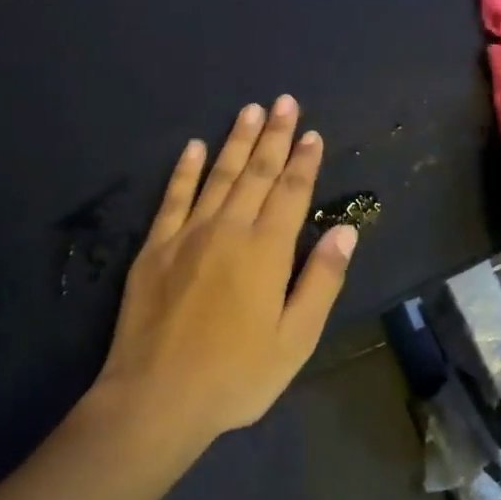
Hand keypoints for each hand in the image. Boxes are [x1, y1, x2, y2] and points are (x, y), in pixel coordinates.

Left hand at [97, 97, 357, 444]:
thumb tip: (346, 230)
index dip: (303, 161)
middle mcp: (228, 230)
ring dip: (236, 141)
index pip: (291, 192)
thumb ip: (321, 280)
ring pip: (218, 176)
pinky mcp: (154, 248)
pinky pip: (173, 197)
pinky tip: (194, 147)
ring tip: (250, 110)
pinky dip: (184, 169)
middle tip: (284, 101)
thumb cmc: (236, 376)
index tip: (312, 133)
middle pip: (256, 173)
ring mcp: (187, 234)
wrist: (156, 398)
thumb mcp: (295, 339)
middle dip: (274, 135)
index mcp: (266, 251)